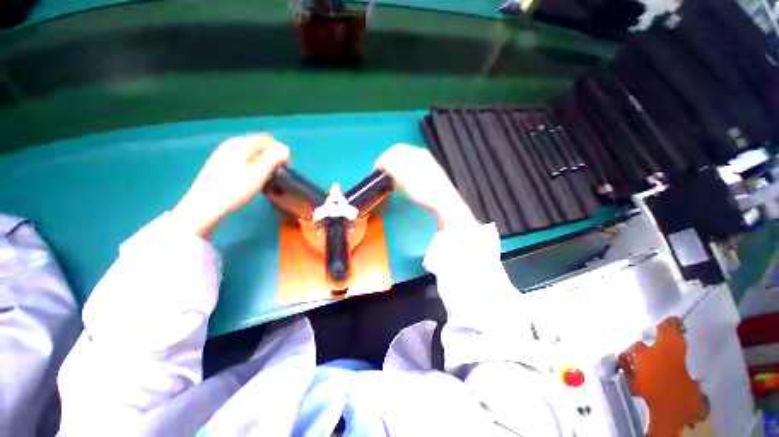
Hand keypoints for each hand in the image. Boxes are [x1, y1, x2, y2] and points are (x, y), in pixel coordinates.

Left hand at [172, 135, 289, 237]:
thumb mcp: (259, 173)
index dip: (281, 153)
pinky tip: (250, 179)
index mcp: (242, 143)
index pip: (269, 140)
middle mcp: (232, 143)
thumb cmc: (235, 189)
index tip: (283, 170)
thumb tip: (285, 149)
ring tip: (264, 179)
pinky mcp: (220, 163)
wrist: (204, 205)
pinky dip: (252, 165)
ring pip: (251, 153)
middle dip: (272, 157)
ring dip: (263, 163)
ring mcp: (224, 152)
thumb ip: (274, 158)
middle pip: (260, 145)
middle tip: (275, 175)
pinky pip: (243, 158)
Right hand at [375, 144, 475, 229]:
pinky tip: (402, 187)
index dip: (384, 157)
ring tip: (391, 184)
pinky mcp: (429, 176)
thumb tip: (382, 162)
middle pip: (401, 156)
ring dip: (396, 173)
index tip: (377, 168)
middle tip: (383, 177)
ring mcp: (427, 166)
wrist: (444, 201)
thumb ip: (391, 167)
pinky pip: (412, 172)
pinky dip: (404, 177)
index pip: (396, 149)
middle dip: (390, 166)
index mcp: (417, 153)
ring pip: (406, 165)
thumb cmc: (423, 188)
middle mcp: (422, 156)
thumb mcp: (404, 177)